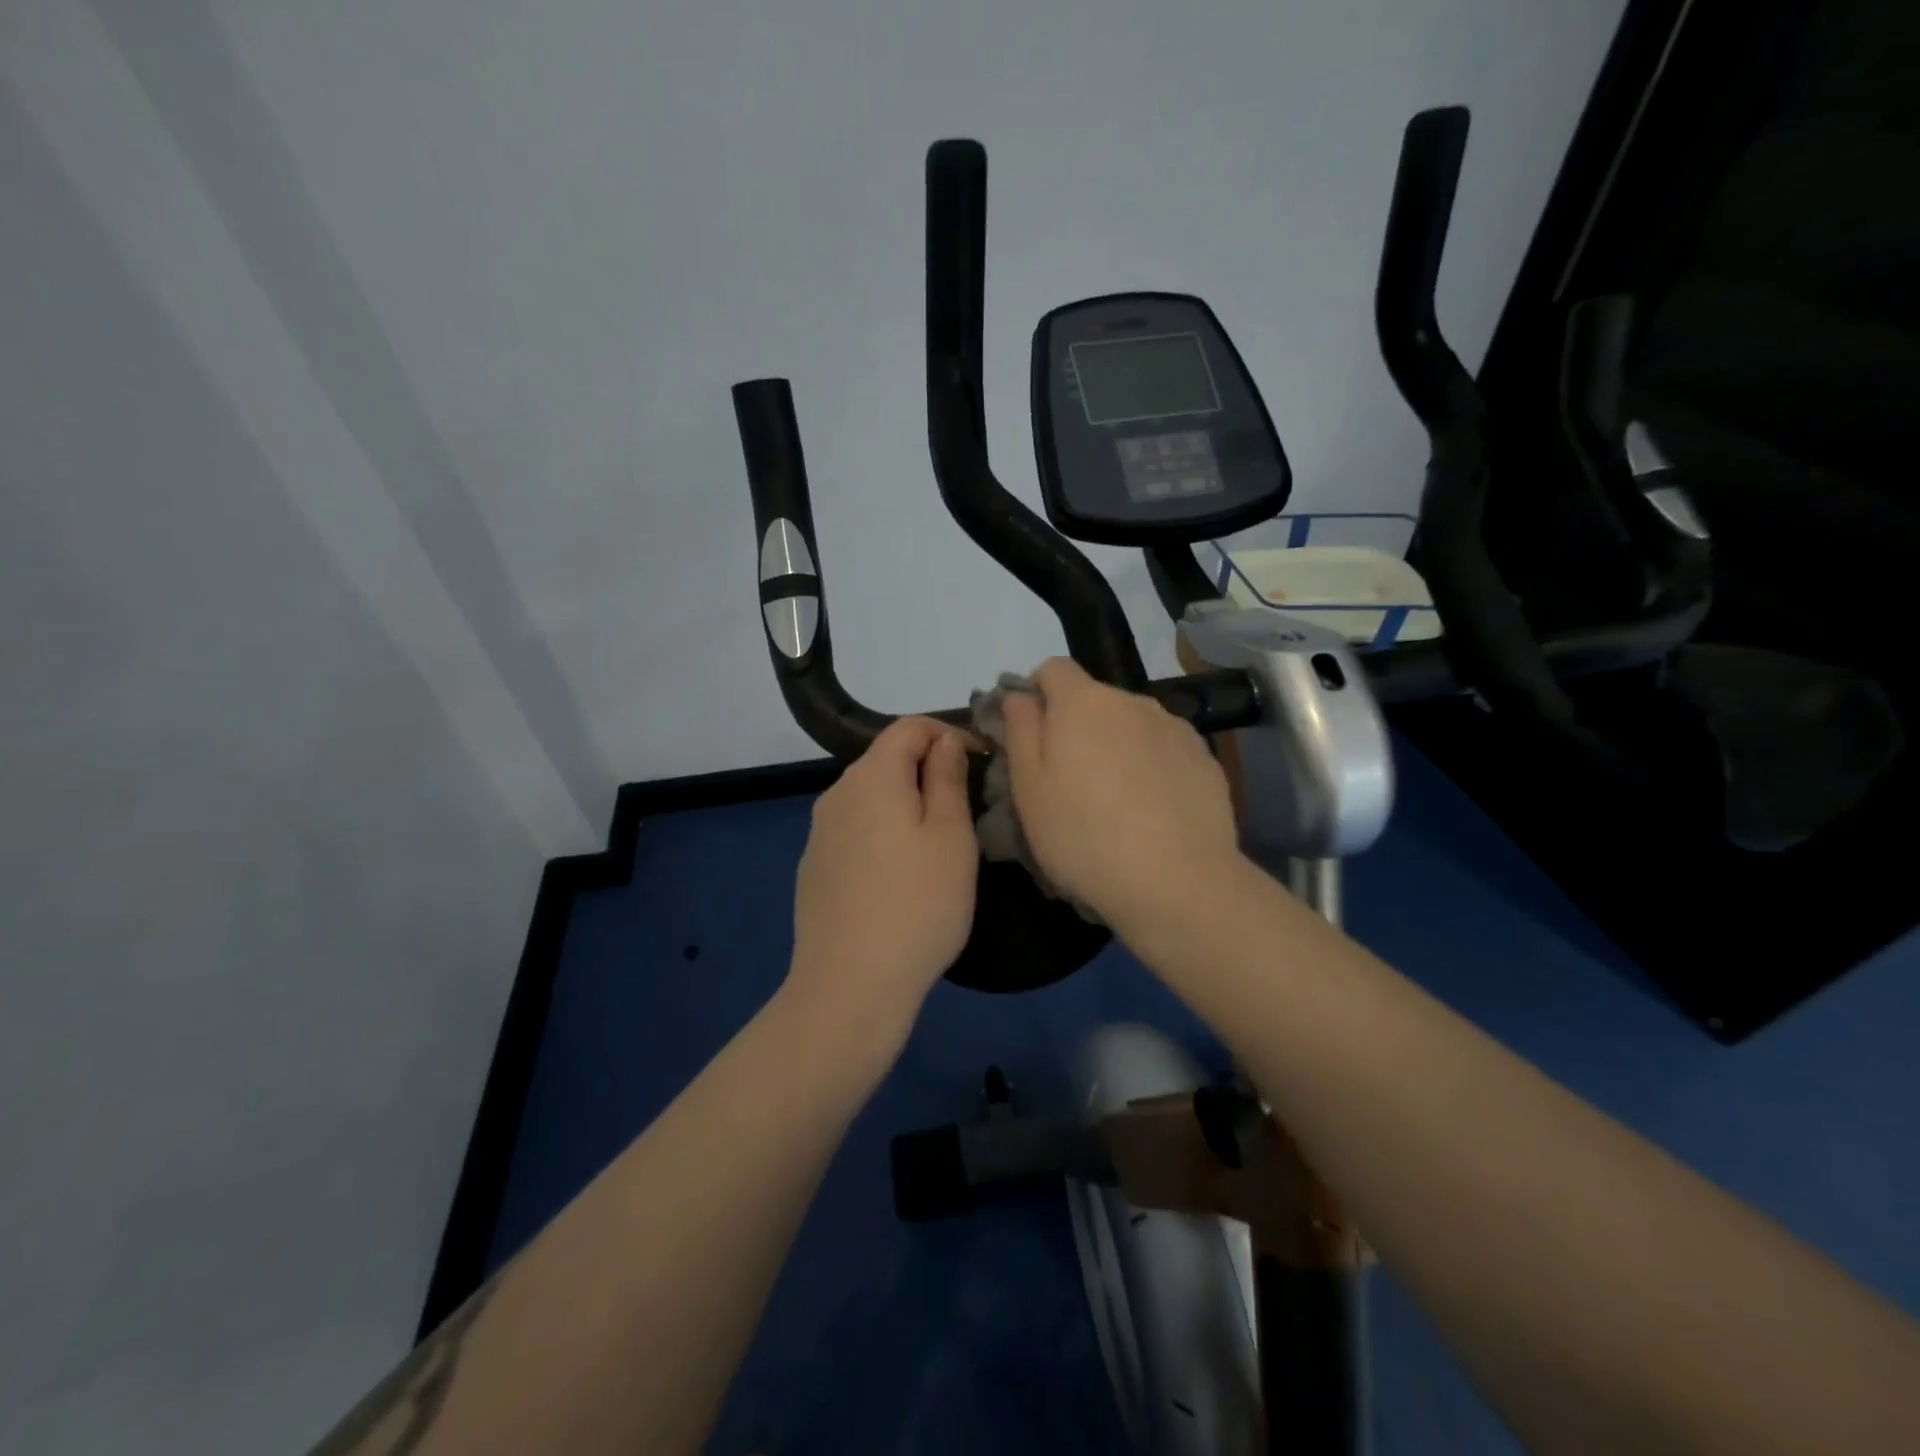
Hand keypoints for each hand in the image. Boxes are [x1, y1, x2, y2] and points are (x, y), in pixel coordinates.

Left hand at [787, 717, 977, 1036]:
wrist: (850, 985)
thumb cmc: (917, 905)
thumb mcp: (950, 836)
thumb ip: (947, 778)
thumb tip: (944, 741)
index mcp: (872, 777)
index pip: (910, 727)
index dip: (949, 733)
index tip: (981, 761)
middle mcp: (837, 794)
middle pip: (886, 760)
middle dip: (927, 770)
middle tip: (965, 808)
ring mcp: (819, 833)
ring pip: (870, 798)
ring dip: (905, 805)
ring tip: (936, 846)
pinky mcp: (813, 867)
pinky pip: (855, 832)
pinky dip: (882, 835)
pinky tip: (899, 878)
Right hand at [1001, 658, 1240, 930]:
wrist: (1177, 882)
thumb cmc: (1083, 835)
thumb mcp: (1028, 787)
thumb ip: (1020, 729)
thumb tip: (1019, 695)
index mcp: (1083, 702)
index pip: (1053, 668)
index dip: (1036, 693)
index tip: (1030, 733)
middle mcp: (1133, 702)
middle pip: (1094, 699)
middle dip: (1077, 727)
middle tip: (1068, 781)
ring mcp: (1175, 728)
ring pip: (1131, 725)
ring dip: (1116, 747)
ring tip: (1114, 802)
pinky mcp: (1205, 758)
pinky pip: (1165, 750)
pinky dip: (1151, 768)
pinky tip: (1151, 812)